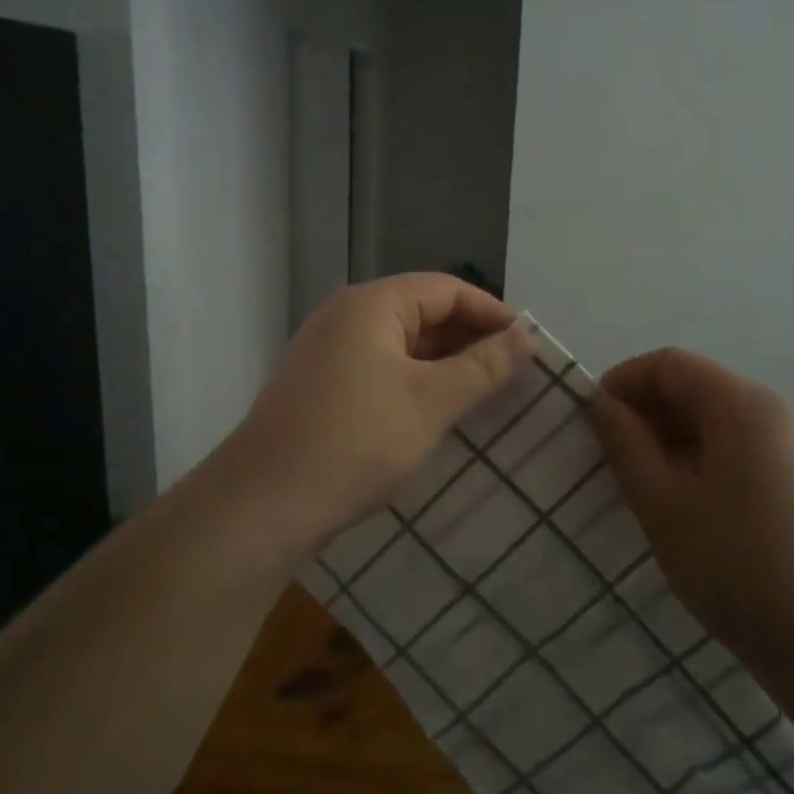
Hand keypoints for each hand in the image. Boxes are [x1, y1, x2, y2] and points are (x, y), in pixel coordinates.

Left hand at [217, 275, 533, 555]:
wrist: (265, 504)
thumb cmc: (356, 442)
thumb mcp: (431, 402)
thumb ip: (483, 366)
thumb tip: (527, 337)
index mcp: (371, 305)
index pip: (446, 289)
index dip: (491, 312)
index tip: (528, 346)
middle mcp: (345, 317)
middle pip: (422, 312)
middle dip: (469, 339)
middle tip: (512, 373)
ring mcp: (328, 353)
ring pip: (401, 345)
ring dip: (444, 365)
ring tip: (484, 394)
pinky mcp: (321, 388)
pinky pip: (380, 370)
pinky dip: (414, 383)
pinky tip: (436, 412)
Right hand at [587, 347, 793, 690]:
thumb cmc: (738, 568)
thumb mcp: (663, 505)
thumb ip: (626, 445)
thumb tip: (601, 404)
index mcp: (745, 406)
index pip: (670, 364)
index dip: (623, 382)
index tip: (592, 421)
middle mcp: (781, 412)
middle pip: (700, 388)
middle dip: (649, 413)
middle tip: (613, 460)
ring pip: (724, 423)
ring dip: (677, 441)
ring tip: (648, 488)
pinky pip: (750, 451)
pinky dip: (710, 462)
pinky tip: (695, 509)